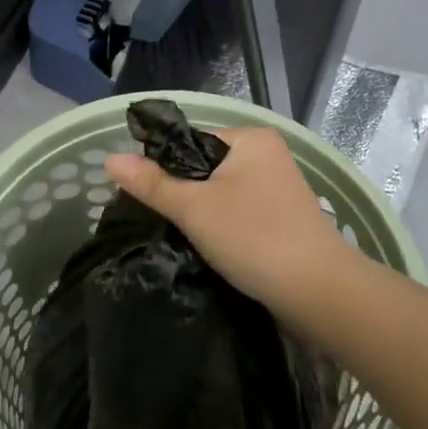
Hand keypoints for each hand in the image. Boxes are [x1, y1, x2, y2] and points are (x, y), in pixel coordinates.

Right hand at [105, 126, 351, 310]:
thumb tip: (110, 159)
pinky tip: (214, 248)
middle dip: (184, 195)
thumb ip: (152, 183)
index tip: (150, 200)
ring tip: (186, 238)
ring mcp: (280, 187)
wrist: (317, 290)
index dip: (164, 169)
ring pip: (223, 193)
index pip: (190, 142)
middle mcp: (269, 155)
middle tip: (165, 223)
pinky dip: (225, 227)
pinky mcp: (285, 217)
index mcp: (251, 138)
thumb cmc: (253, 237)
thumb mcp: (194, 208)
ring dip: (204, 214)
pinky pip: (241, 213)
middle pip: (206, 168)